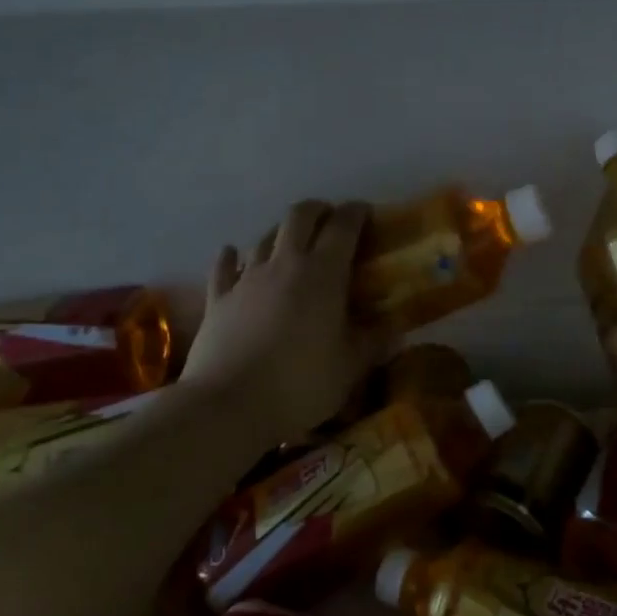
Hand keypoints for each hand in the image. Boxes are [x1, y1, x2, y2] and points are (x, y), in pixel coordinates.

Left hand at [179, 200, 384, 447]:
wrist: (228, 405)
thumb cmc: (300, 383)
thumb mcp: (351, 367)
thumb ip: (375, 342)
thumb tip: (398, 328)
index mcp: (323, 273)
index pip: (343, 225)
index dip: (357, 213)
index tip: (367, 213)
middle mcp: (285, 263)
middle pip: (299, 216)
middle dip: (318, 210)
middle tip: (331, 222)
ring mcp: (247, 278)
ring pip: (265, 237)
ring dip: (282, 233)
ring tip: (293, 246)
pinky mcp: (218, 298)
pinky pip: (224, 266)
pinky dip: (232, 257)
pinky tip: (233, 255)